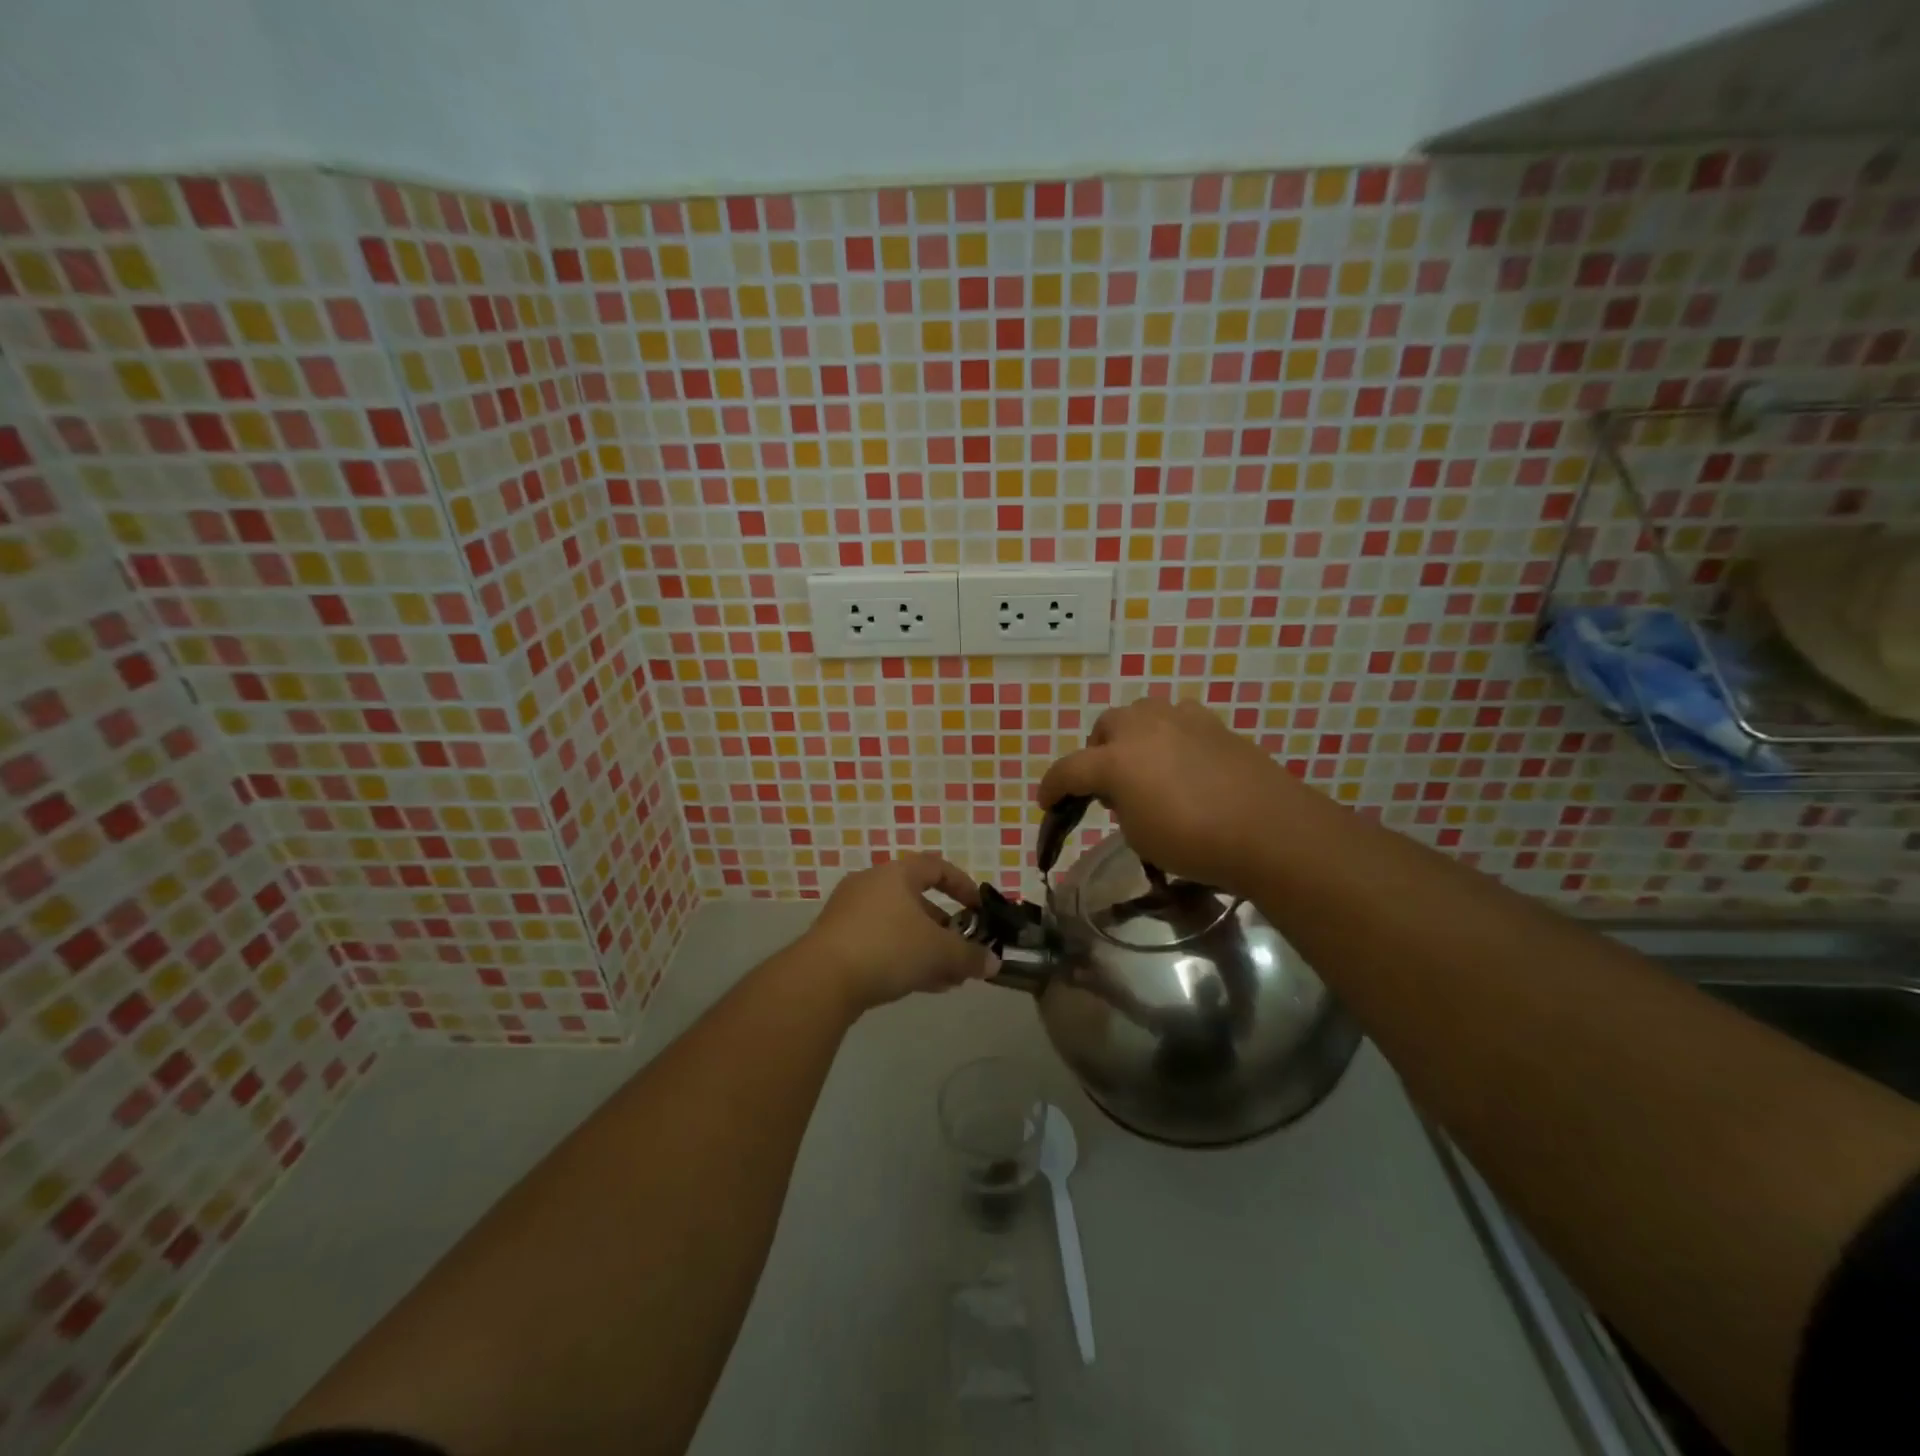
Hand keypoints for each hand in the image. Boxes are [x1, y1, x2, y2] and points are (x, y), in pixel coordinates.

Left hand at [801, 853, 998, 1012]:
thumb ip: (969, 956)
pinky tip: (920, 985)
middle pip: (916, 900)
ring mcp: (849, 913)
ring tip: (948, 977)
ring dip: (925, 948)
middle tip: (962, 950)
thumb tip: (994, 963)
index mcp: (896, 874)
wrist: (821, 980)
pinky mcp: (835, 941)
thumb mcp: (938, 952)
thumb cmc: (887, 948)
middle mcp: (870, 885)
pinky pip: (879, 943)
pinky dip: (902, 957)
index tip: (978, 909)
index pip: (936, 867)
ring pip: (898, 926)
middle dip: (944, 928)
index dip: (962, 886)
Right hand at [1037, 699, 1306, 897]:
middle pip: (1105, 727)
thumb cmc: (1194, 842)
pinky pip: (1178, 720)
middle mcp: (1142, 728)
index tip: (1047, 803)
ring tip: (1145, 766)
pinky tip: (1182, 760)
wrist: (1268, 830)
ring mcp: (1180, 719)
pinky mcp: (1214, 723)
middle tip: (1107, 785)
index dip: (1052, 787)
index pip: (1069, 769)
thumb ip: (1121, 807)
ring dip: (1133, 736)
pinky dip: (1169, 735)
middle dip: (1097, 753)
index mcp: (1115, 760)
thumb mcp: (1139, 836)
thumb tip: (1125, 795)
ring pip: (1141, 714)